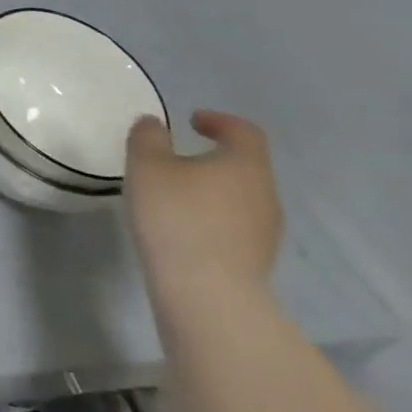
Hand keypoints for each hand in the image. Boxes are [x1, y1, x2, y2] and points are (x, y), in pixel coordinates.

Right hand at [125, 109, 282, 301]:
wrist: (206, 291)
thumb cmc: (176, 215)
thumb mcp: (146, 165)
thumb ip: (148, 137)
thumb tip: (154, 124)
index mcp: (245, 164)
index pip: (244, 131)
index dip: (219, 121)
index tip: (191, 121)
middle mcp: (265, 193)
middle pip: (245, 164)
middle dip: (213, 157)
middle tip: (176, 158)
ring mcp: (266, 229)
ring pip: (240, 196)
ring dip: (213, 188)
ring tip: (175, 194)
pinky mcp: (256, 258)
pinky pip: (236, 224)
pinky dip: (213, 215)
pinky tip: (184, 226)